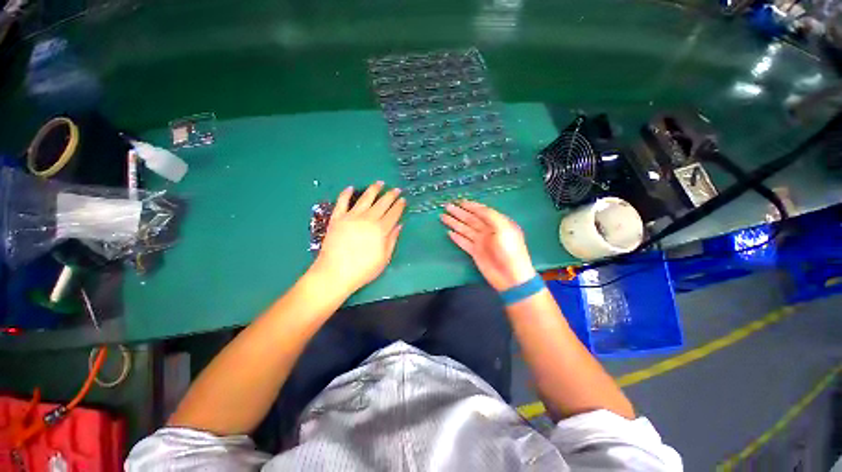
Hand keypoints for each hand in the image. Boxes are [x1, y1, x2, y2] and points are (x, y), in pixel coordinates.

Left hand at [312, 182, 405, 295]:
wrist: (335, 273)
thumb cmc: (363, 269)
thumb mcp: (384, 258)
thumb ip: (392, 240)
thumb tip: (399, 225)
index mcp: (381, 229)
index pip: (393, 213)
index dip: (399, 206)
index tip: (403, 199)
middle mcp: (368, 219)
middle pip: (382, 203)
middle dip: (390, 195)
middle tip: (396, 189)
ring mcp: (351, 217)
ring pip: (365, 198)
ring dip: (373, 189)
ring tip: (379, 183)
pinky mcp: (337, 218)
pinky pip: (342, 202)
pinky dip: (346, 193)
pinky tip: (351, 187)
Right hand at [441, 200, 535, 291]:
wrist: (511, 276)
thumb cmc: (510, 250)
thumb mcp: (504, 228)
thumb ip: (491, 216)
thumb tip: (477, 208)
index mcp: (497, 223)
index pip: (482, 212)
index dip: (470, 206)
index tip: (459, 201)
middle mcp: (488, 231)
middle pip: (470, 219)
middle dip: (459, 213)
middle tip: (447, 207)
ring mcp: (481, 242)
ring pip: (465, 230)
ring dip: (454, 223)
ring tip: (443, 217)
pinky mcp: (475, 252)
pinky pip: (464, 242)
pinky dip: (457, 238)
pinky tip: (449, 233)